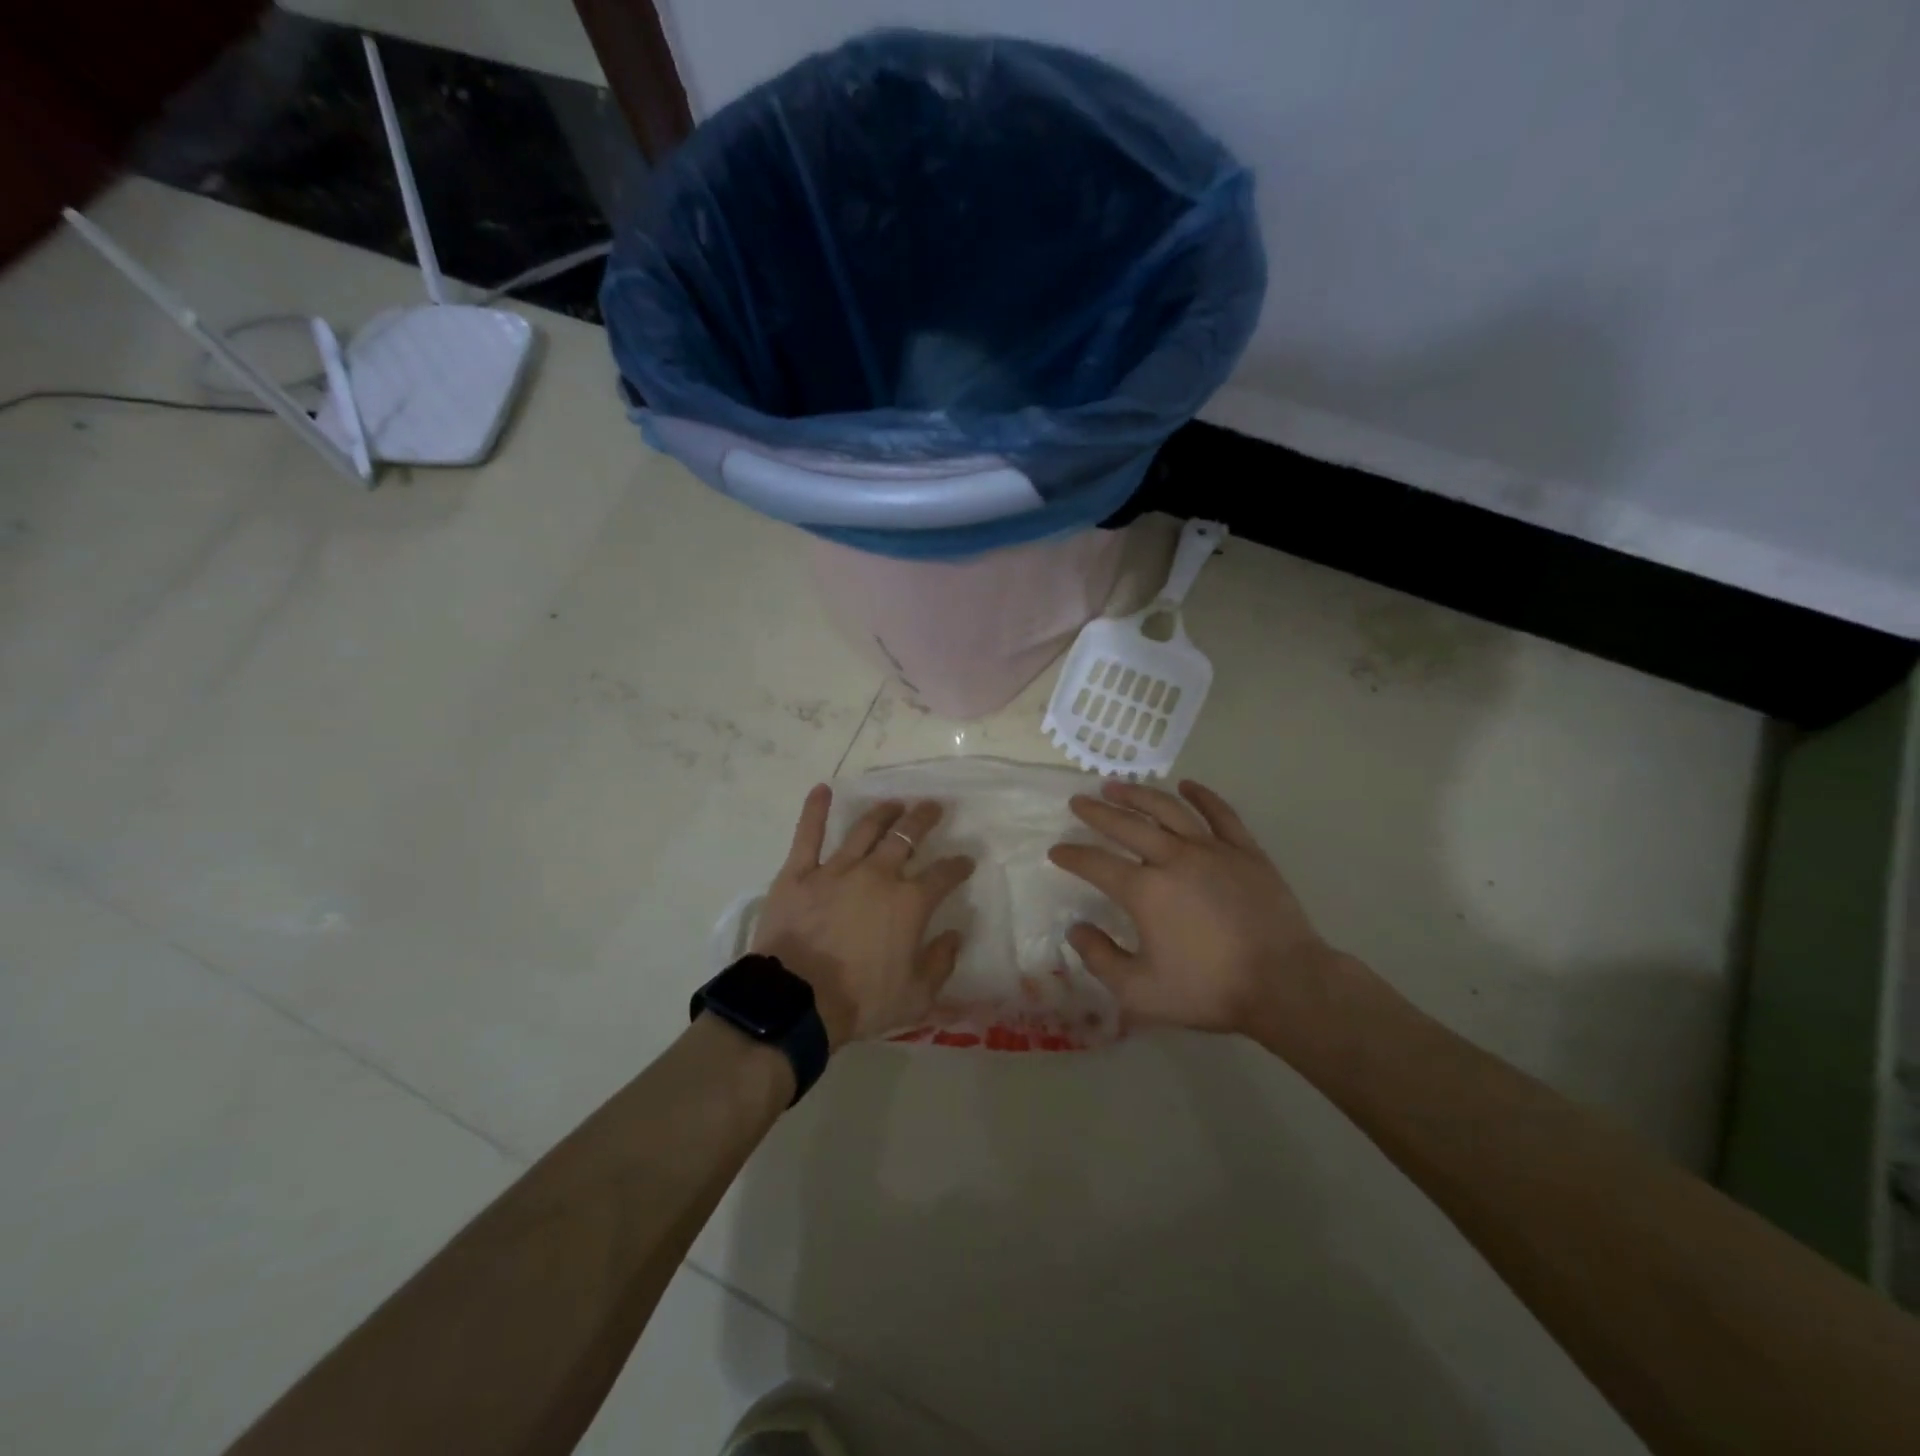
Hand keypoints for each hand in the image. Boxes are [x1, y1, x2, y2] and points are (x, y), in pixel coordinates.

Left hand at [752, 786, 974, 1047]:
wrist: (798, 1001)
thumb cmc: (861, 1001)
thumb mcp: (917, 995)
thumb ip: (941, 962)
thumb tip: (955, 935)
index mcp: (909, 902)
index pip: (943, 875)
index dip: (958, 866)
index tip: (966, 860)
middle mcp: (878, 875)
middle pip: (906, 837)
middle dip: (923, 819)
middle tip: (933, 807)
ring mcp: (836, 869)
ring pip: (865, 829)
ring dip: (883, 812)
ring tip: (895, 802)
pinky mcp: (799, 873)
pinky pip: (808, 835)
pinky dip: (815, 810)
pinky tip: (822, 789)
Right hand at [1048, 779, 1352, 1037]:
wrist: (1285, 984)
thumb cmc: (1209, 989)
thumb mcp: (1140, 992)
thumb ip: (1100, 959)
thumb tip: (1076, 929)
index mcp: (1145, 891)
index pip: (1096, 864)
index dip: (1072, 856)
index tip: (1057, 850)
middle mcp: (1173, 859)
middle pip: (1127, 825)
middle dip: (1096, 812)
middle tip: (1078, 802)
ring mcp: (1212, 850)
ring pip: (1168, 810)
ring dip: (1138, 794)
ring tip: (1115, 785)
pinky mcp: (1245, 851)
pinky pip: (1220, 813)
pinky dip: (1202, 796)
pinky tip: (1187, 785)